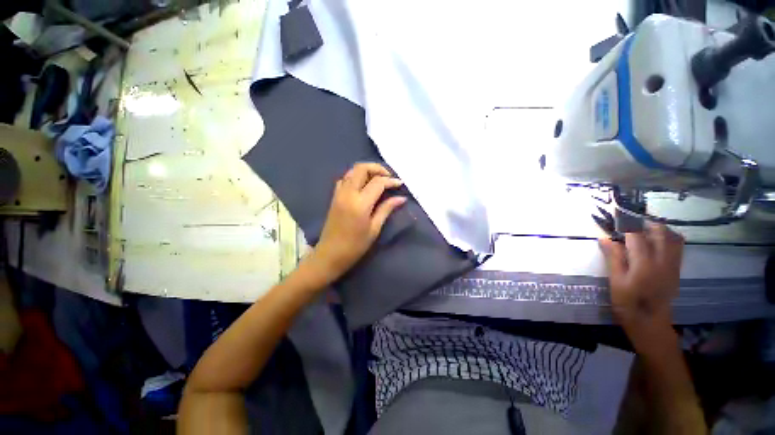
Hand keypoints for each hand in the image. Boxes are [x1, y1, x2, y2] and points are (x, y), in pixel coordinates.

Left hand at [304, 163, 405, 285]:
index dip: (391, 181)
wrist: (330, 254)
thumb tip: (401, 198)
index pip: (378, 182)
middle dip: (377, 168)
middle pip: (362, 168)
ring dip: (366, 171)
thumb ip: (386, 209)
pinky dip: (356, 177)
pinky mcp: (334, 197)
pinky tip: (363, 186)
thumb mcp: (374, 229)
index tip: (400, 184)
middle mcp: (348, 193)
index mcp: (360, 203)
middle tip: (388, 177)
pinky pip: (345, 179)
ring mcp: (339, 193)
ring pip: (352, 171)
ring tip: (378, 180)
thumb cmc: (355, 246)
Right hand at [599, 222, 683, 351]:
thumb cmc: (628, 303)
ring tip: (644, 230)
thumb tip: (604, 238)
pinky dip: (668, 239)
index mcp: (644, 264)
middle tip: (630, 223)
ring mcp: (673, 265)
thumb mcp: (615, 282)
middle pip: (660, 232)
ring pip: (673, 238)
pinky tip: (656, 243)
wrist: (650, 323)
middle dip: (645, 223)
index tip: (617, 215)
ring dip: (659, 229)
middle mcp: (663, 261)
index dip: (626, 224)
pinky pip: (677, 247)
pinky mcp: (676, 270)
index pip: (636, 235)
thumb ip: (613, 258)